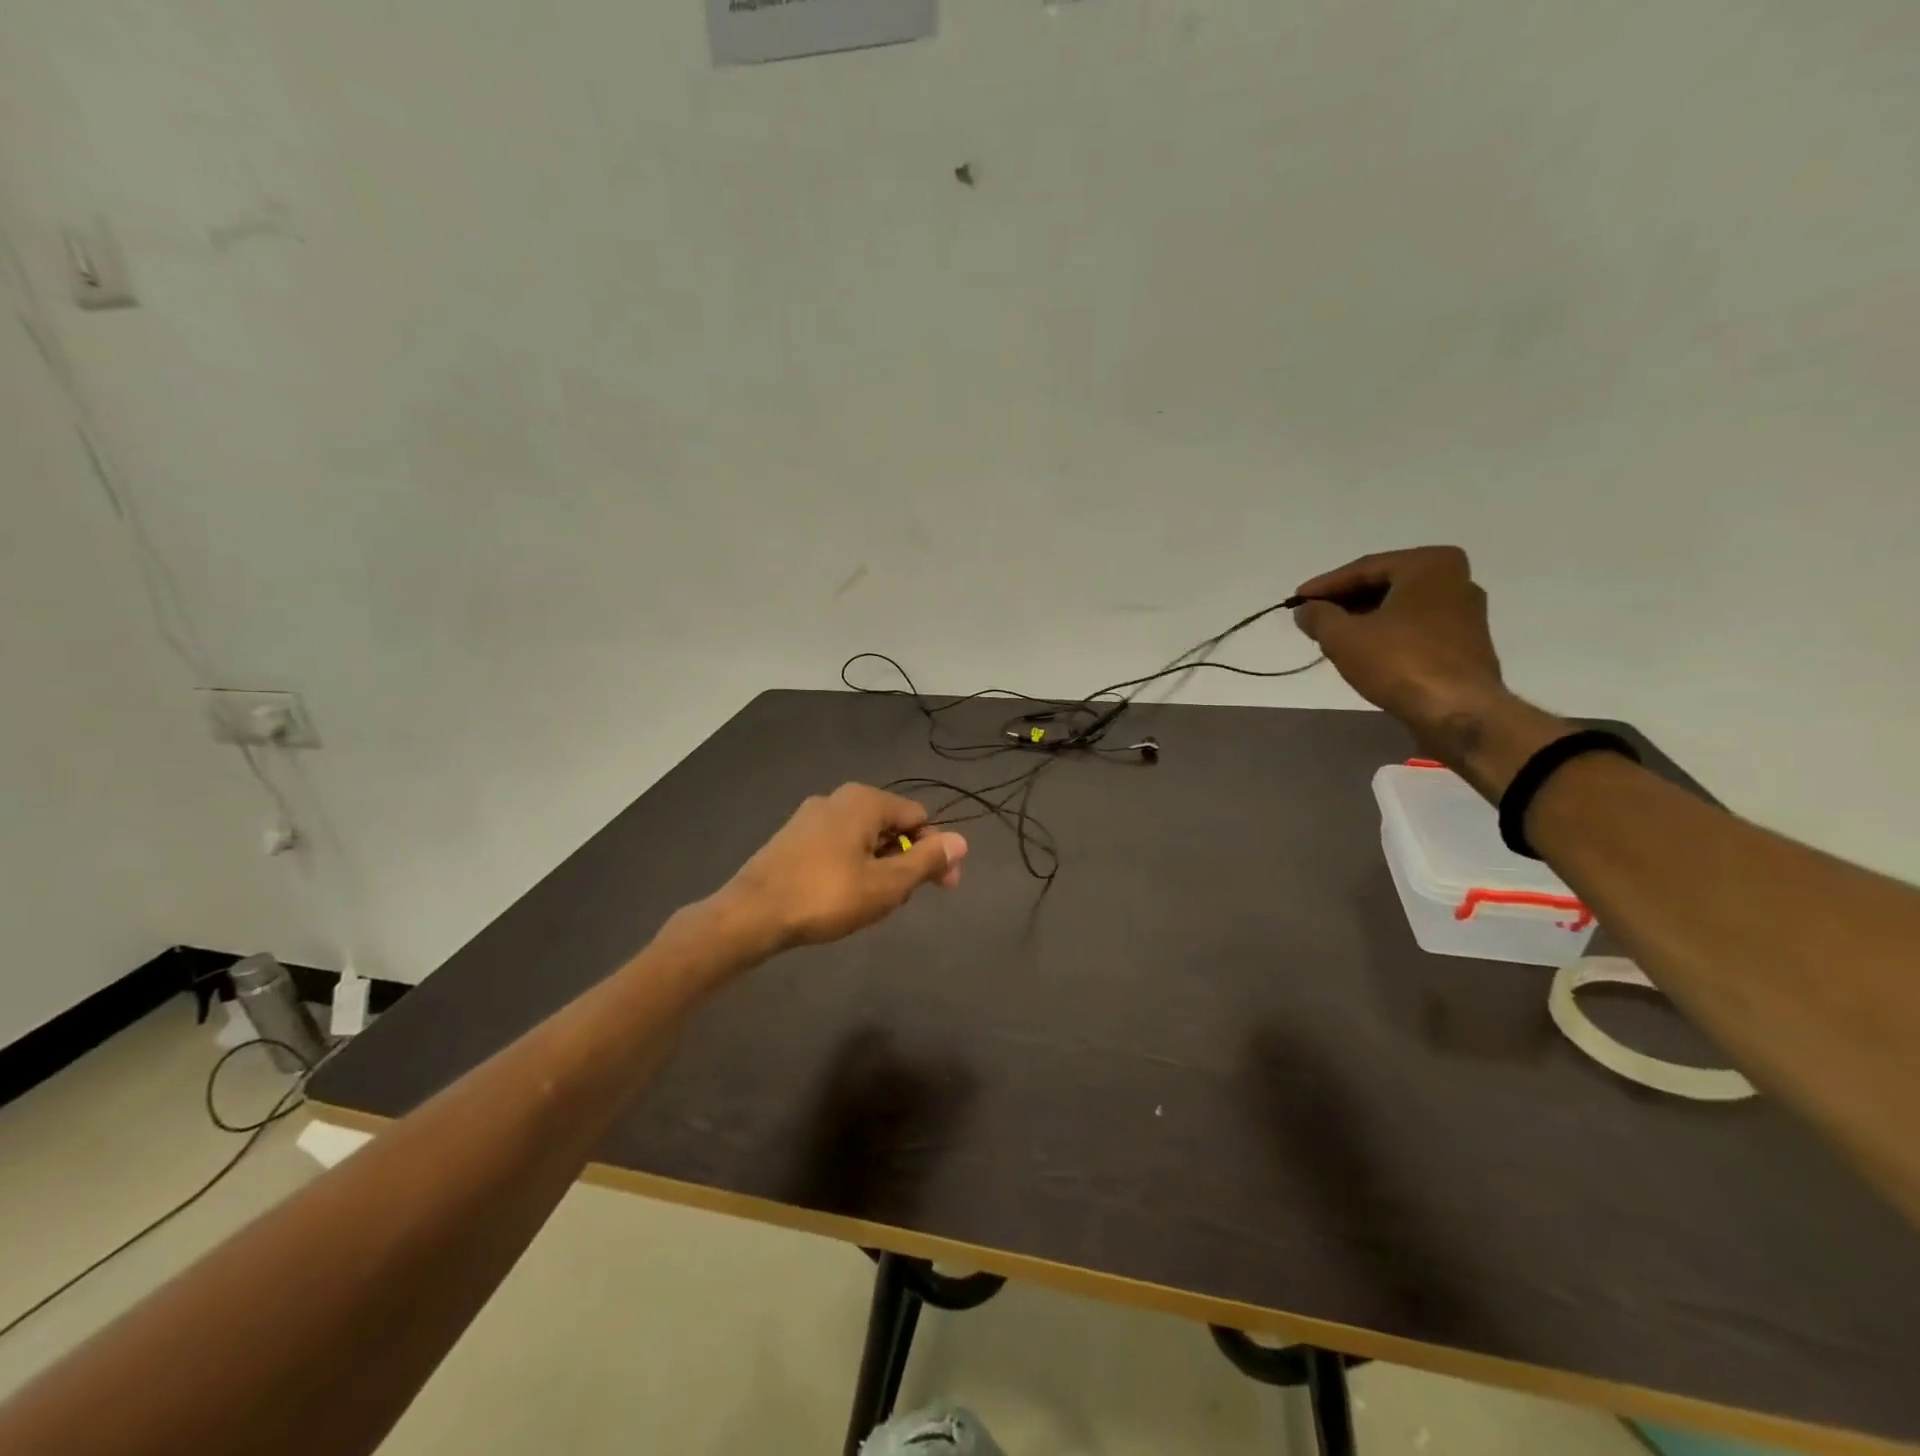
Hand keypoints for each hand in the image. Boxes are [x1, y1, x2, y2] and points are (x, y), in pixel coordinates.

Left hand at [719, 783, 967, 951]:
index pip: (918, 817)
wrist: (751, 914)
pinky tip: (842, 899)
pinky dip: (851, 868)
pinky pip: (838, 847)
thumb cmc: (826, 896)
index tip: (943, 887)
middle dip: (904, 861)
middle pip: (890, 826)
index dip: (935, 851)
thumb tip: (961, 840)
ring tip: (871, 905)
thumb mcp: (886, 884)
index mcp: (864, 800)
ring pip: (864, 839)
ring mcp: (810, 817)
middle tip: (901, 901)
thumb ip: (926, 861)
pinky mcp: (792, 838)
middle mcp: (838, 798)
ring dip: (879, 868)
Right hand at [1292, 546, 1507, 732]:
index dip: (1324, 586)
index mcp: (1429, 564)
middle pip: (1385, 584)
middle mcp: (1455, 579)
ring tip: (1333, 636)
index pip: (1364, 569)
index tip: (1296, 601)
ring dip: (1364, 618)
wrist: (1457, 711)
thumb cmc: (1399, 662)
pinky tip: (1365, 651)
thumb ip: (1318, 617)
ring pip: (1401, 607)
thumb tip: (1306, 609)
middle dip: (1345, 601)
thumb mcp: (1343, 637)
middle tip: (1313, 617)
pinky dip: (1387, 633)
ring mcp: (1465, 612)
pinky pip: (1416, 627)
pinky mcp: (1466, 643)